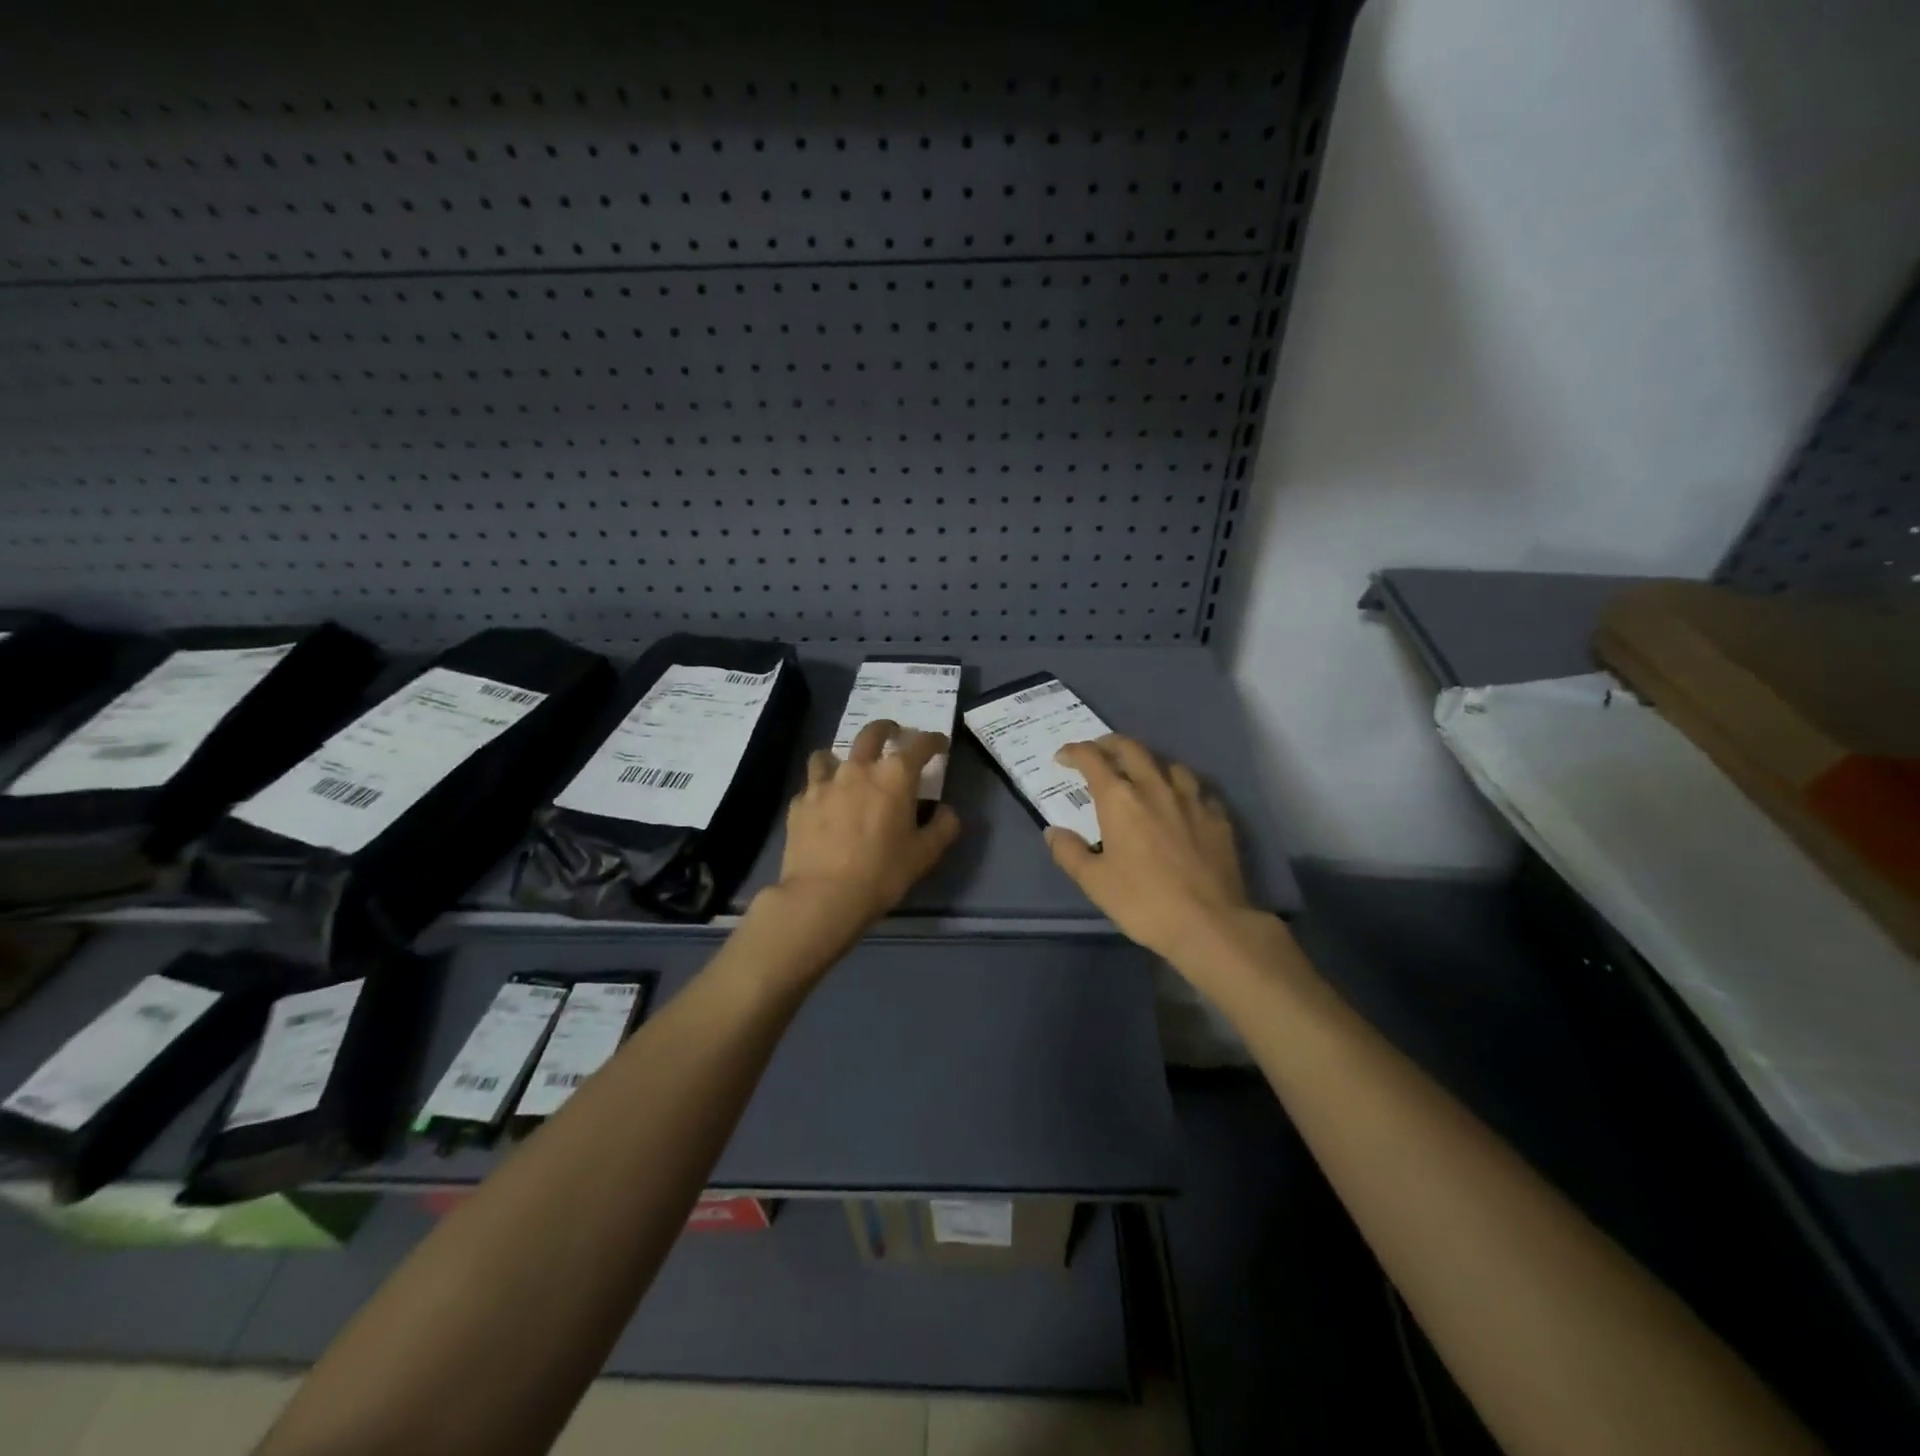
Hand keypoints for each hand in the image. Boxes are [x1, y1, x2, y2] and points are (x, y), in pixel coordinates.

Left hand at [754, 719, 960, 960]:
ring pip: (829, 754)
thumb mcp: (925, 854)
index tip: (939, 744)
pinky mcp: (799, 803)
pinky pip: (810, 786)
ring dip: (842, 756)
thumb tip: (948, 811)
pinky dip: (820, 790)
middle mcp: (858, 769)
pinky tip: (823, 806)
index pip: (920, 744)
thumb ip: (943, 827)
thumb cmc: (882, 873)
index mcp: (894, 776)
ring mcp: (824, 783)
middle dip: (887, 729)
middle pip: (872, 733)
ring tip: (846, 769)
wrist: (823, 896)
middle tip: (894, 734)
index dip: (933, 741)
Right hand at [1047, 735, 1259, 964]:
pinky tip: (1181, 803)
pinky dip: (1181, 789)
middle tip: (1098, 753)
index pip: (1092, 759)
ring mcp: (1192, 799)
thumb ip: (1069, 852)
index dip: (1074, 752)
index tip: (1063, 757)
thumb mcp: (1094, 882)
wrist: (1210, 924)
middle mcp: (1156, 788)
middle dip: (1109, 744)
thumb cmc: (1144, 902)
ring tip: (1142, 776)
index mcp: (1120, 799)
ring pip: (1169, 764)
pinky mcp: (1218, 817)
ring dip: (1149, 763)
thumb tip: (1053, 831)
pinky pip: (1198, 789)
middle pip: (1132, 749)